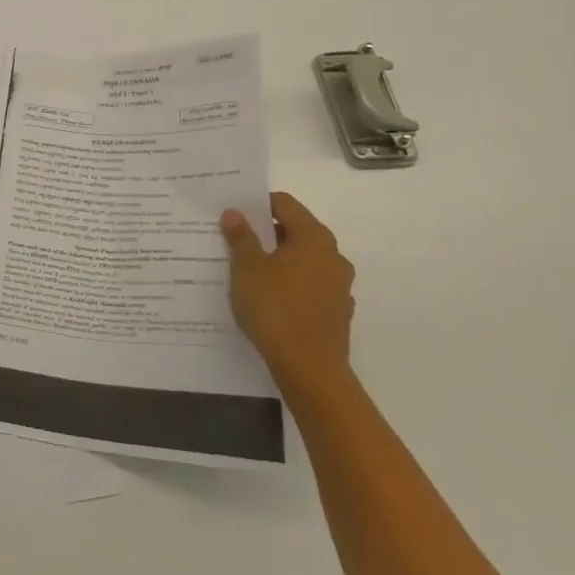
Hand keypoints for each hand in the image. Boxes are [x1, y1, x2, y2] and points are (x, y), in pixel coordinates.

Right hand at [221, 192, 354, 396]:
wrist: (310, 370)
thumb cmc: (276, 308)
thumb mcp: (247, 268)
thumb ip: (241, 237)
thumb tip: (234, 213)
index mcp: (314, 237)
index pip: (285, 204)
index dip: (258, 204)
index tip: (235, 214)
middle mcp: (333, 256)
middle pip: (296, 230)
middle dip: (267, 233)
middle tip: (236, 240)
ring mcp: (339, 286)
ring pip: (304, 260)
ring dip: (280, 260)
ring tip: (250, 271)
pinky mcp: (338, 312)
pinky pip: (310, 286)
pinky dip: (291, 285)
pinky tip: (270, 299)